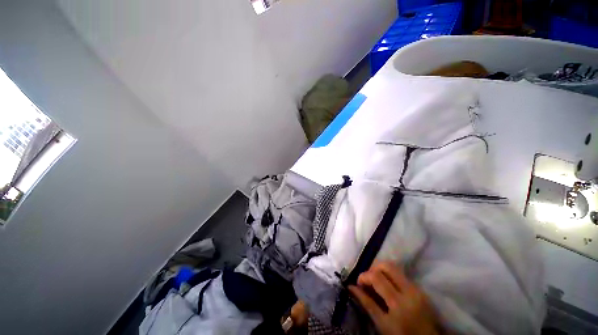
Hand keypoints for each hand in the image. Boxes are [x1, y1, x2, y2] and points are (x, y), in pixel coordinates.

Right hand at [348, 262, 439, 334]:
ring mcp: (416, 288)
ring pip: (395, 267)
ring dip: (382, 270)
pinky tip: (387, 285)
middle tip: (368, 278)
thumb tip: (351, 287)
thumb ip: (367, 303)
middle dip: (373, 268)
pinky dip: (390, 275)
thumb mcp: (382, 324)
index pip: (376, 277)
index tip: (358, 283)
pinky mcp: (420, 288)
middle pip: (387, 266)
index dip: (364, 276)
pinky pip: (401, 274)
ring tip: (376, 280)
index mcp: (397, 303)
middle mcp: (408, 291)